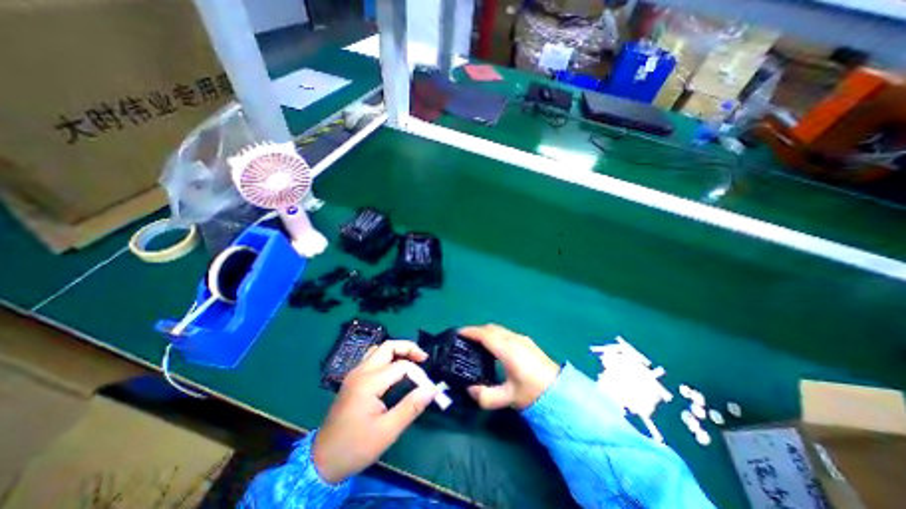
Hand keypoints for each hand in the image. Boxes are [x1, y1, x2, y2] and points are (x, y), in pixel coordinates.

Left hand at [311, 340, 438, 482]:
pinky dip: (388, 357)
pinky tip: (395, 370)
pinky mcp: (353, 379)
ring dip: (397, 350)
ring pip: (379, 349)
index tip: (428, 389)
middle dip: (408, 348)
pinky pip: (373, 358)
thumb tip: (432, 389)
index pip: (401, 366)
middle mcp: (360, 372)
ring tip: (412, 361)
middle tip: (423, 359)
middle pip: (388, 346)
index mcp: (368, 383)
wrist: (321, 462)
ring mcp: (355, 374)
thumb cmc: (355, 447)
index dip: (418, 374)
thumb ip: (410, 407)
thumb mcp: (387, 432)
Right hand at [461, 323, 559, 411]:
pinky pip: (506, 333)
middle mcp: (514, 339)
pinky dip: (495, 335)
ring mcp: (522, 339)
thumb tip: (470, 389)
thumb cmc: (534, 393)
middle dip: (477, 330)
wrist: (561, 392)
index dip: (470, 332)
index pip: (485, 335)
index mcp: (508, 350)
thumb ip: (486, 396)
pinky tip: (495, 347)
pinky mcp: (527, 342)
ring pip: (499, 329)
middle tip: (466, 339)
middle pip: (491, 328)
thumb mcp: (509, 397)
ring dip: (486, 332)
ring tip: (477, 343)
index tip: (459, 333)